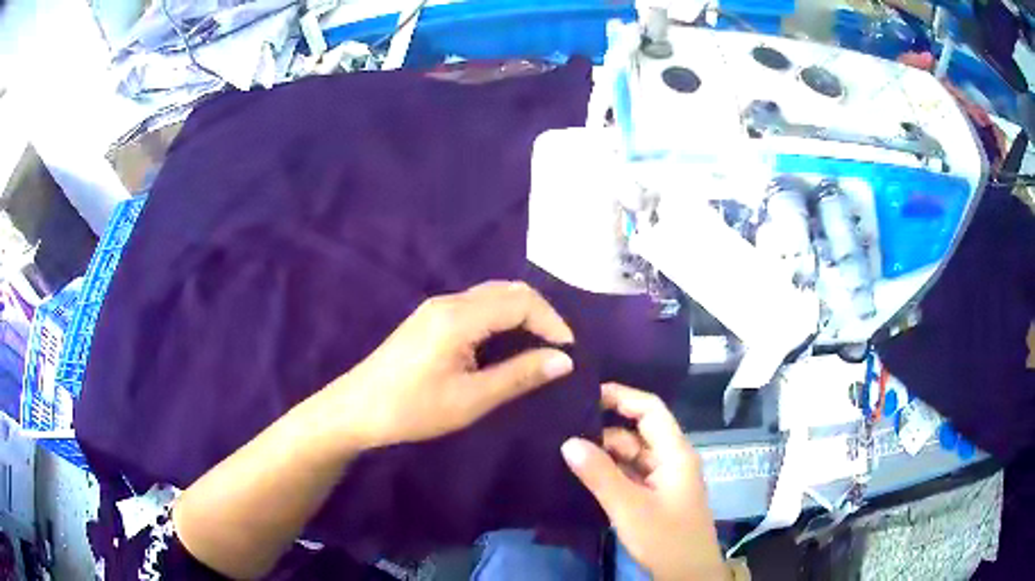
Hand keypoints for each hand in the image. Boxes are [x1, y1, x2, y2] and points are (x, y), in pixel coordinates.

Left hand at [330, 281, 574, 449]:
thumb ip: (519, 375)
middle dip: (540, 314)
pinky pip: (476, 306)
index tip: (569, 352)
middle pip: (507, 291)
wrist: (356, 409)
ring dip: (520, 314)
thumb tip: (564, 360)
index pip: (520, 302)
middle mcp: (449, 301)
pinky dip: (501, 318)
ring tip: (538, 347)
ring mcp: (436, 307)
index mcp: (459, 317)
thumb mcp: (471, 399)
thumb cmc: (413, 409)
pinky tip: (505, 344)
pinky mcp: (429, 318)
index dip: (551, 322)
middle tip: (557, 349)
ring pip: (492, 296)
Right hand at [562, 383, 726, 580]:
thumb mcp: (629, 507)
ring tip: (567, 447)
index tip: (586, 394)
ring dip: (605, 452)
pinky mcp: (656, 495)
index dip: (622, 396)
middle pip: (639, 431)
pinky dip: (611, 470)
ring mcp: (665, 478)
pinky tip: (585, 472)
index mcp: (675, 453)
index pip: (651, 409)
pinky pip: (631, 473)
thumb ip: (600, 474)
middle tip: (565, 425)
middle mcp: (672, 459)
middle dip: (605, 427)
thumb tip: (568, 441)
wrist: (688, 574)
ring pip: (633, 454)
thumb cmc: (666, 537)